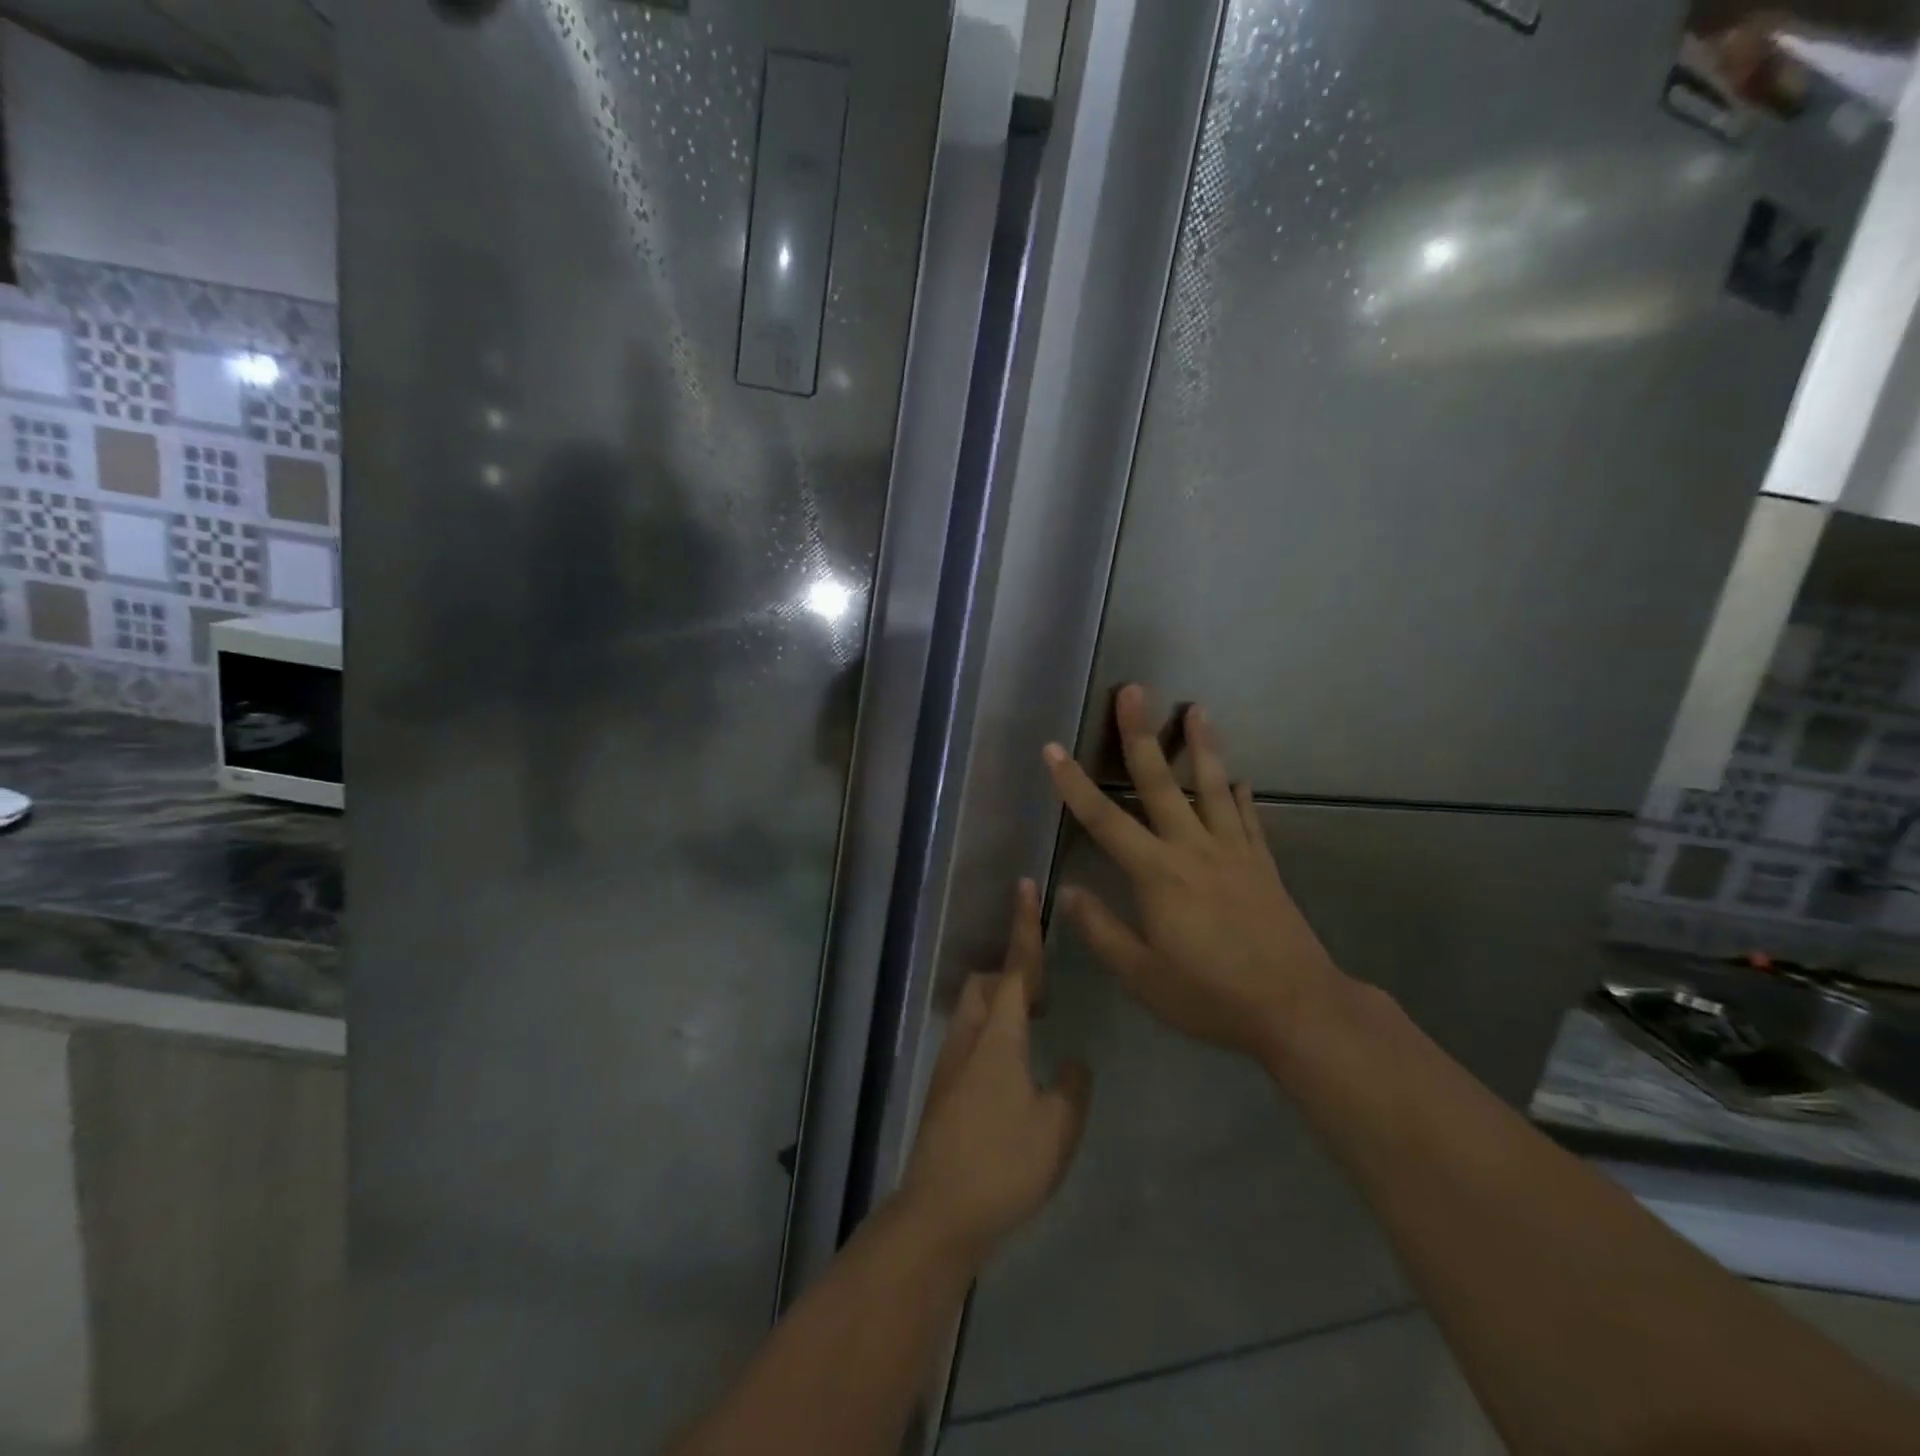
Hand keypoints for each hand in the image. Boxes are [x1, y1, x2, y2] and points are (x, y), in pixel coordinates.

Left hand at [896, 881, 1091, 1267]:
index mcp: (1000, 1036)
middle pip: (988, 982)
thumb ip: (1072, 1088)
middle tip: (1047, 1002)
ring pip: (975, 1010)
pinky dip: (993, 1034)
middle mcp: (969, 1037)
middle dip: (1015, 975)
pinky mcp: (942, 1087)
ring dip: (1003, 1006)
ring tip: (1035, 1035)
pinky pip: (970, 1038)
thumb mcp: (1057, 1128)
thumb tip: (1073, 1063)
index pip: (1018, 967)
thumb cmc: (1003, 1165)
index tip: (1024, 886)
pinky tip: (1013, 1075)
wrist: (939, 1213)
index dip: (1023, 925)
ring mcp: (950, 1062)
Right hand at [1044, 685, 1347, 1062]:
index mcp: (1157, 874)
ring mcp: (1234, 852)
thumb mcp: (1143, 976)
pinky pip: (1249, 819)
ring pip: (1213, 787)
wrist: (1297, 1009)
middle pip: (1160, 782)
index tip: (1053, 749)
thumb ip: (1102, 931)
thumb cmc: (1210, 996)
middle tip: (1133, 690)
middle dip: (1140, 735)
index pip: (1105, 820)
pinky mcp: (1263, 865)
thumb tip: (1067, 892)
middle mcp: (1193, 849)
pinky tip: (1240, 779)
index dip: (1074, 784)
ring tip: (1197, 708)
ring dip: (1202, 746)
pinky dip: (1242, 796)